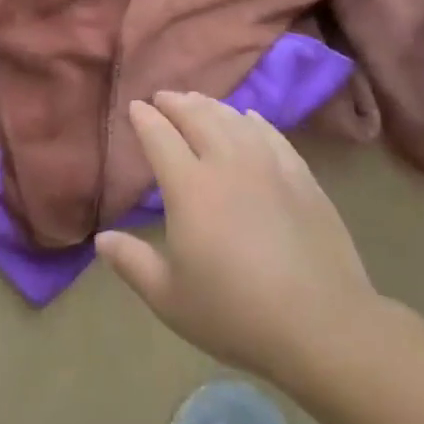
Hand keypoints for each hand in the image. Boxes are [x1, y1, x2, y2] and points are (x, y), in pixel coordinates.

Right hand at [96, 91, 383, 383]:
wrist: (322, 325)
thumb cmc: (234, 313)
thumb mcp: (168, 297)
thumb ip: (131, 262)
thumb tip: (102, 239)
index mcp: (189, 188)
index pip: (160, 137)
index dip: (144, 119)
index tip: (134, 107)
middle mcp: (228, 164)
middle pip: (198, 117)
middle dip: (176, 103)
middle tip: (162, 98)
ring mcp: (270, 167)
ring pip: (235, 120)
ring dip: (211, 106)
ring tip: (198, 102)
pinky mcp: (303, 178)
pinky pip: (272, 135)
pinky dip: (253, 121)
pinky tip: (249, 119)